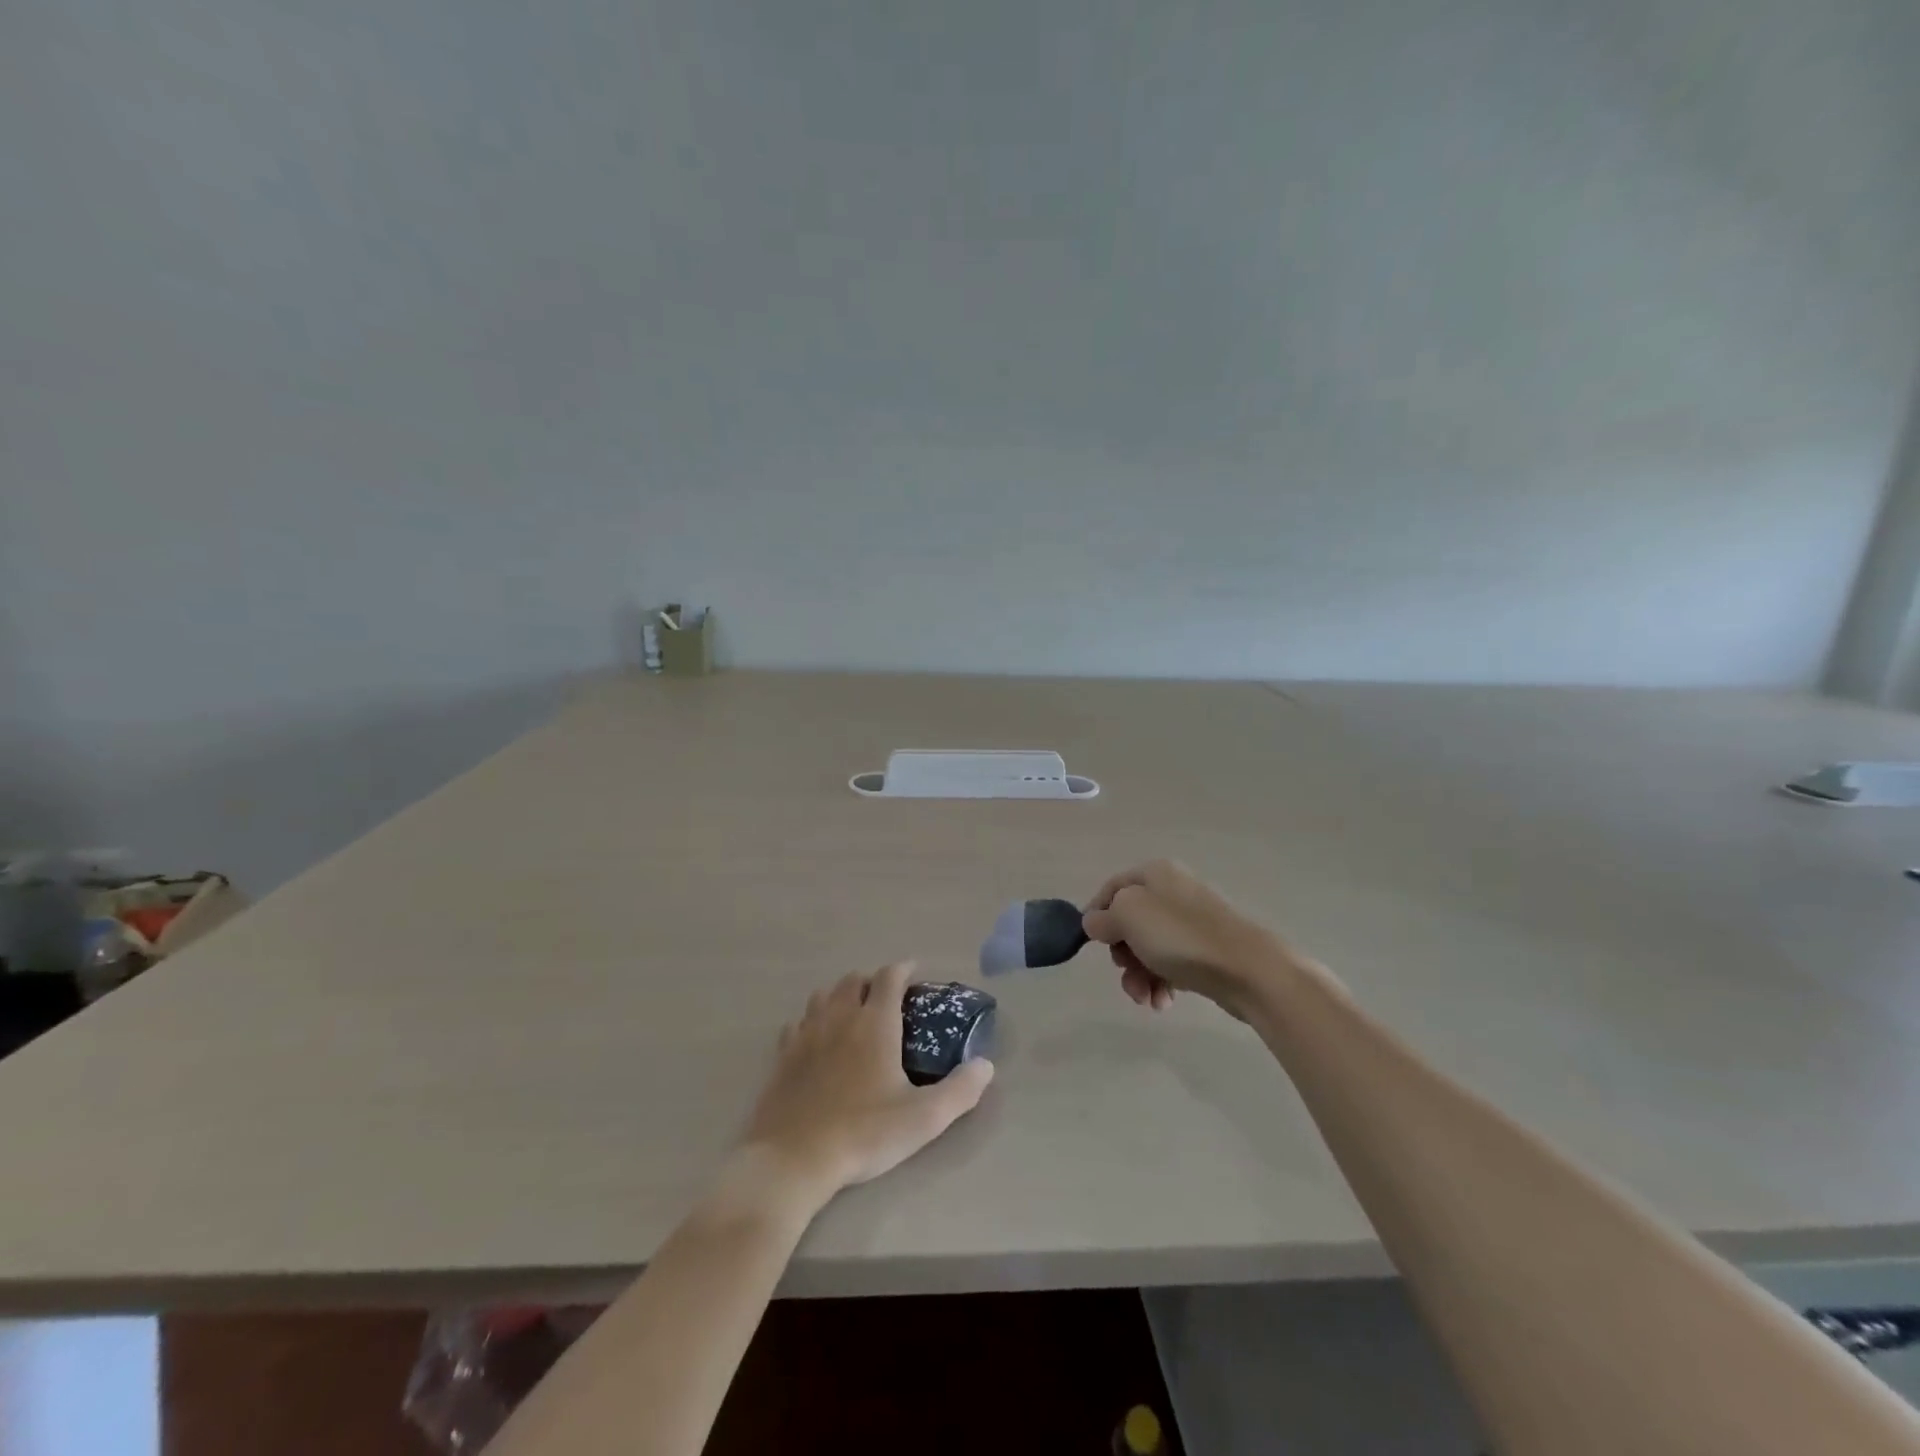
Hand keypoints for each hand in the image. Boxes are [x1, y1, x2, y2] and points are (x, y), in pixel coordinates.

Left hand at [741, 961, 993, 1198]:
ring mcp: (806, 1033)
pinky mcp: (782, 1055)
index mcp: (874, 1022)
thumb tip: (986, 1065)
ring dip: (841, 994)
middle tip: (887, 998)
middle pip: (853, 979)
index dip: (904, 969)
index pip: (889, 977)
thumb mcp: (923, 1118)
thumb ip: (960, 1090)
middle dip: (872, 980)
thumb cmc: (863, 1133)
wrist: (793, 1158)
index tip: (915, 973)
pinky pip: (798, 1022)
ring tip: (853, 1012)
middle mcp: (839, 1016)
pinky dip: (812, 1020)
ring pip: (823, 995)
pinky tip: (817, 1039)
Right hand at [1082, 860, 1291, 1018]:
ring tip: (1145, 998)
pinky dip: (1161, 982)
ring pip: (1148, 947)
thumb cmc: (1180, 936)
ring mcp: (1192, 922)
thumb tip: (1096, 922)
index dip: (1096, 915)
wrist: (1247, 969)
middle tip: (1124, 972)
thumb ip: (1102, 917)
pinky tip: (1163, 1001)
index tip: (1089, 943)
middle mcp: (1173, 891)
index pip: (1111, 888)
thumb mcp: (1127, 915)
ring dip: (1139, 975)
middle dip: (1121, 953)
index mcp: (1154, 874)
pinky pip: (1171, 963)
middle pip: (1129, 922)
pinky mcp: (1206, 950)